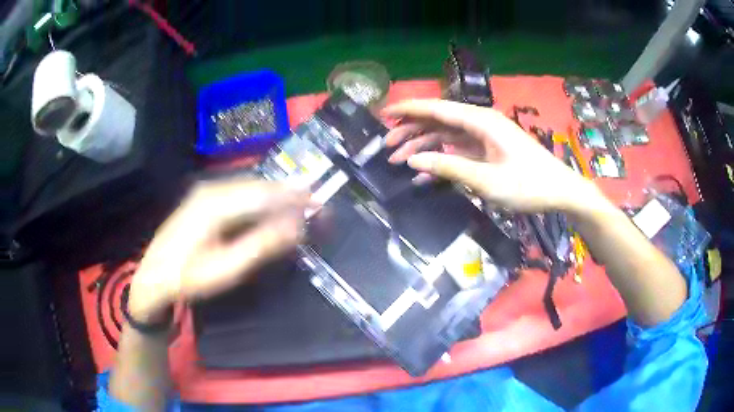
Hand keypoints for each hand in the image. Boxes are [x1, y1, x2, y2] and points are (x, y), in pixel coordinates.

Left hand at [128, 180, 309, 321]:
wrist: (155, 275)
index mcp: (216, 204)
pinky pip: (239, 192)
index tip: (320, 204)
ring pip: (249, 186)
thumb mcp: (227, 268)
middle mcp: (212, 188)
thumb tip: (297, 225)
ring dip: (276, 195)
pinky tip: (270, 208)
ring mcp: (206, 190)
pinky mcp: (204, 197)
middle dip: (289, 194)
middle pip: (258, 186)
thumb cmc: (189, 277)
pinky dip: (259, 199)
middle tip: (315, 205)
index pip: (265, 194)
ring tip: (300, 205)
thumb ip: (262, 244)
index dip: (295, 198)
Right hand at [384, 99, 595, 211]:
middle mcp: (479, 123)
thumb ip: (448, 167)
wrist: (559, 191)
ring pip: (445, 136)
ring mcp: (484, 137)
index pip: (437, 108)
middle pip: (438, 121)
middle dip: (411, 131)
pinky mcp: (487, 151)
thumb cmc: (528, 184)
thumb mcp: (486, 179)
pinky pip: (457, 150)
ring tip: (398, 161)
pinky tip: (424, 173)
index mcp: (480, 121)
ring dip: (423, 146)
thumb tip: (412, 159)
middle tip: (386, 147)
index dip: (408, 109)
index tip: (383, 114)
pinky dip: (440, 159)